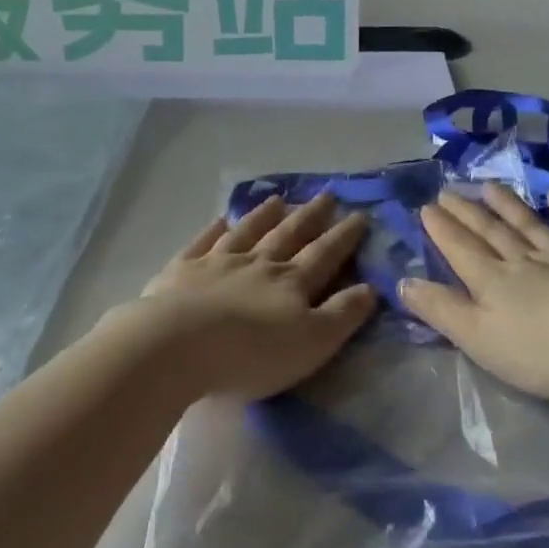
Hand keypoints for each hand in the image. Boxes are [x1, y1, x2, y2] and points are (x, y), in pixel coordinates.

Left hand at [127, 194, 377, 401]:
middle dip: (310, 217)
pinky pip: (203, 242)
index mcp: (291, 283)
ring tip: (278, 200)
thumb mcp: (312, 342)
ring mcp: (217, 262)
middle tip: (326, 195)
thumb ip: (342, 315)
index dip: (343, 236)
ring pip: (247, 232)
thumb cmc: (252, 353)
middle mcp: (258, 264)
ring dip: (265, 215)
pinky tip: (221, 219)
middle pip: (288, 235)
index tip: (359, 215)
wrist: (178, 345)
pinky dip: (214, 229)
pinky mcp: (182, 270)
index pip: (324, 255)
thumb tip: (371, 288)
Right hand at [399, 184, 548, 401]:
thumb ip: (442, 310)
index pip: (461, 250)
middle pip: (491, 233)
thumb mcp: (481, 340)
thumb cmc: (546, 350)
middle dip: (467, 213)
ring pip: (530, 226)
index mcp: (493, 283)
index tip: (426, 206)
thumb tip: (403, 282)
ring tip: (489, 185)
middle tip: (448, 190)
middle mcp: (525, 261)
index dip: (442, 230)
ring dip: (508, 206)